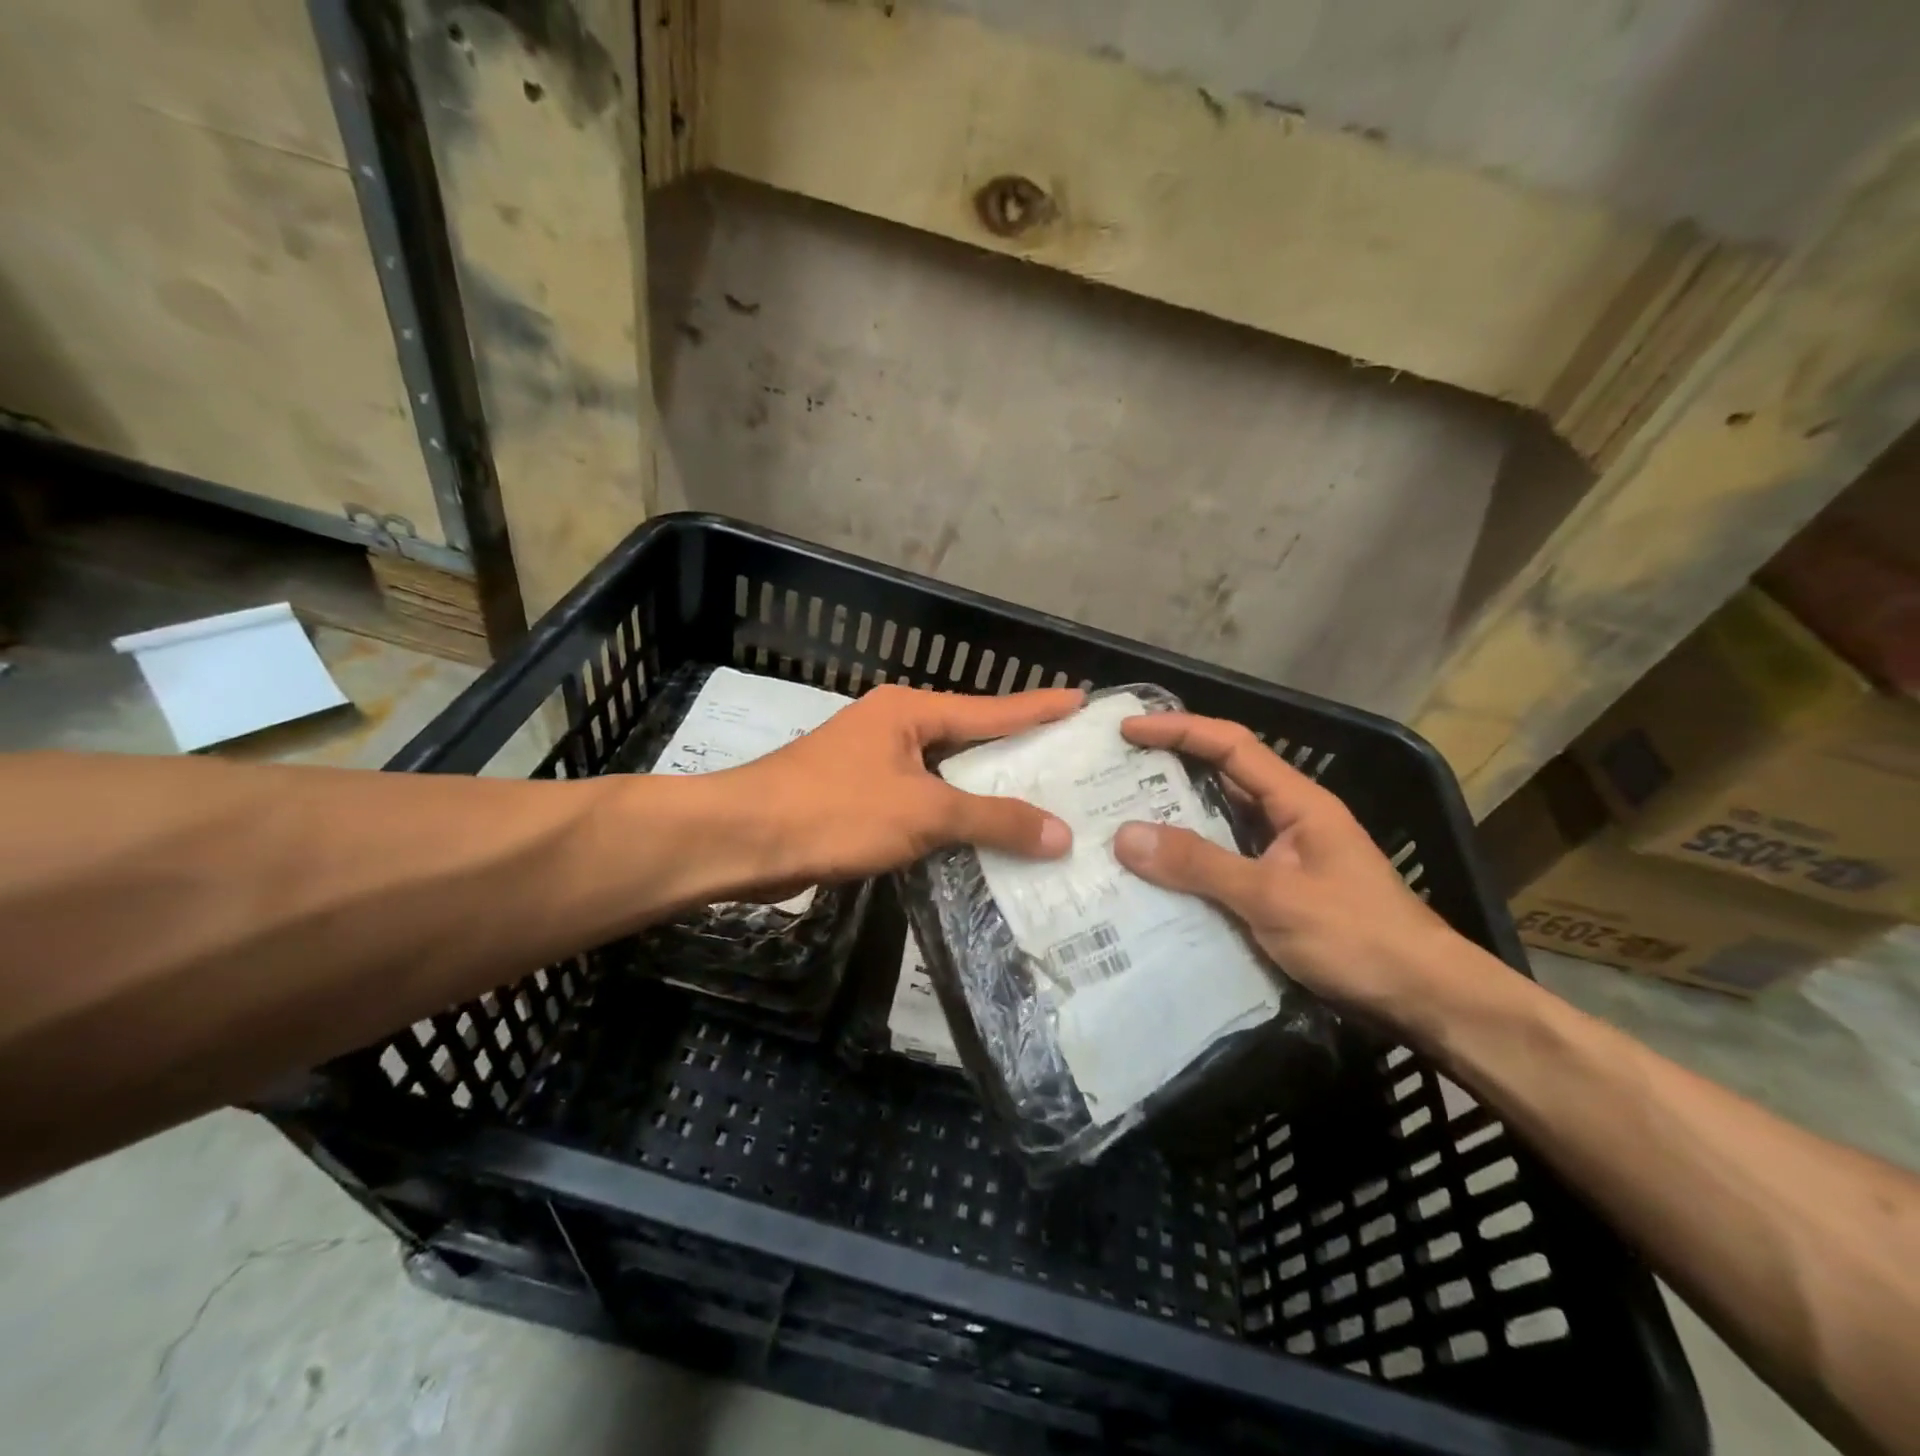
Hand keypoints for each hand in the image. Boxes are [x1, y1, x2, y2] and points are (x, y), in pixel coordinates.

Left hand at [723, 684, 1080, 887]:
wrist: (742, 840)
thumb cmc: (835, 811)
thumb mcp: (923, 813)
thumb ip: (992, 820)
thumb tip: (1060, 833)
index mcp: (910, 711)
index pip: (991, 709)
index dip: (1038, 707)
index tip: (1081, 700)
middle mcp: (893, 729)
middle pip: (969, 740)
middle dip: (1016, 755)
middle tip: (1069, 765)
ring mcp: (871, 764)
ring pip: (943, 777)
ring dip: (982, 795)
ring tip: (1037, 806)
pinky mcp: (855, 800)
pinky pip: (919, 804)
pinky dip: (949, 820)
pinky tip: (977, 840)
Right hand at [1110, 714, 1463, 1019]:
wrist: (1426, 1000)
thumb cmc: (1357, 937)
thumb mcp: (1274, 896)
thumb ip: (1200, 864)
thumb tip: (1124, 835)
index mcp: (1296, 801)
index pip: (1231, 745)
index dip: (1179, 730)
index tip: (1128, 731)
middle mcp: (1287, 820)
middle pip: (1220, 779)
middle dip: (1166, 772)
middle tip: (1110, 777)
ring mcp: (1282, 858)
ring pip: (1218, 825)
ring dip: (1173, 822)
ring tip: (1117, 823)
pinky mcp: (1277, 893)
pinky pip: (1222, 865)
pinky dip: (1187, 865)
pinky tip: (1153, 878)